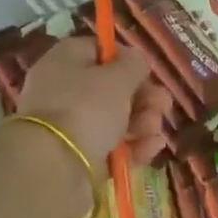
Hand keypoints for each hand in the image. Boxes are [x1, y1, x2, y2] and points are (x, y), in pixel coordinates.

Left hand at [13, 36, 172, 167]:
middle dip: (143, 97)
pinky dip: (134, 145)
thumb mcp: (117, 78)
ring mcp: (71, 125)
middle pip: (111, 88)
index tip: (147, 72)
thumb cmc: (86, 108)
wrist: (54, 167)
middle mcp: (64, 90)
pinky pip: (112, 145)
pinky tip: (153, 147)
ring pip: (115, 118)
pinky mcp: (80, 155)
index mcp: (65, 61)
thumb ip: (133, 64)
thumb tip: (135, 61)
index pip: (98, 50)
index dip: (127, 60)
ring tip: (154, 130)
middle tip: (163, 106)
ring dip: (143, 121)